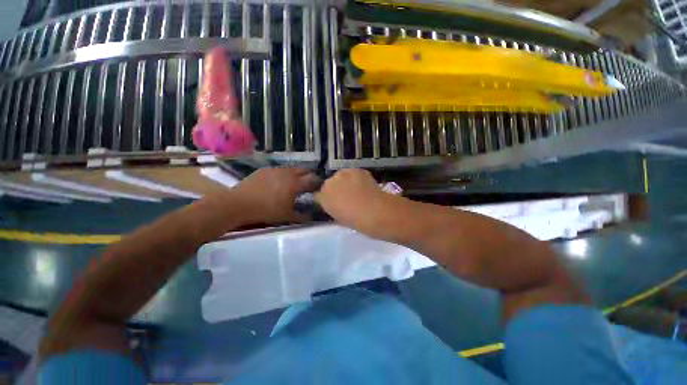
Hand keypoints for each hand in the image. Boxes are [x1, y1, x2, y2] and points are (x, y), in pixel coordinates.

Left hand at [232, 168, 320, 223]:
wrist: (239, 203)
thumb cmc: (266, 210)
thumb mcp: (287, 216)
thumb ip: (302, 216)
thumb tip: (312, 217)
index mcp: (295, 184)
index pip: (313, 180)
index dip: (318, 183)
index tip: (320, 186)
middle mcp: (287, 173)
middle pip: (303, 170)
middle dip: (309, 175)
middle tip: (309, 182)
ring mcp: (275, 170)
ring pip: (291, 169)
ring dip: (296, 174)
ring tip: (295, 182)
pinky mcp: (264, 170)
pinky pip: (279, 170)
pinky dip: (283, 174)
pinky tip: (279, 181)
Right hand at [315, 169, 387, 231]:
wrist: (373, 211)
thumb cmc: (355, 221)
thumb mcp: (339, 219)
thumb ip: (333, 209)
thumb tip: (336, 205)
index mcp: (323, 198)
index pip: (320, 195)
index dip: (327, 198)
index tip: (334, 202)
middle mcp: (329, 183)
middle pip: (330, 183)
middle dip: (336, 188)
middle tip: (346, 196)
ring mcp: (343, 174)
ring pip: (341, 176)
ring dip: (346, 181)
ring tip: (356, 189)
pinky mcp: (356, 170)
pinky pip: (354, 173)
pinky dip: (357, 178)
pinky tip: (364, 185)